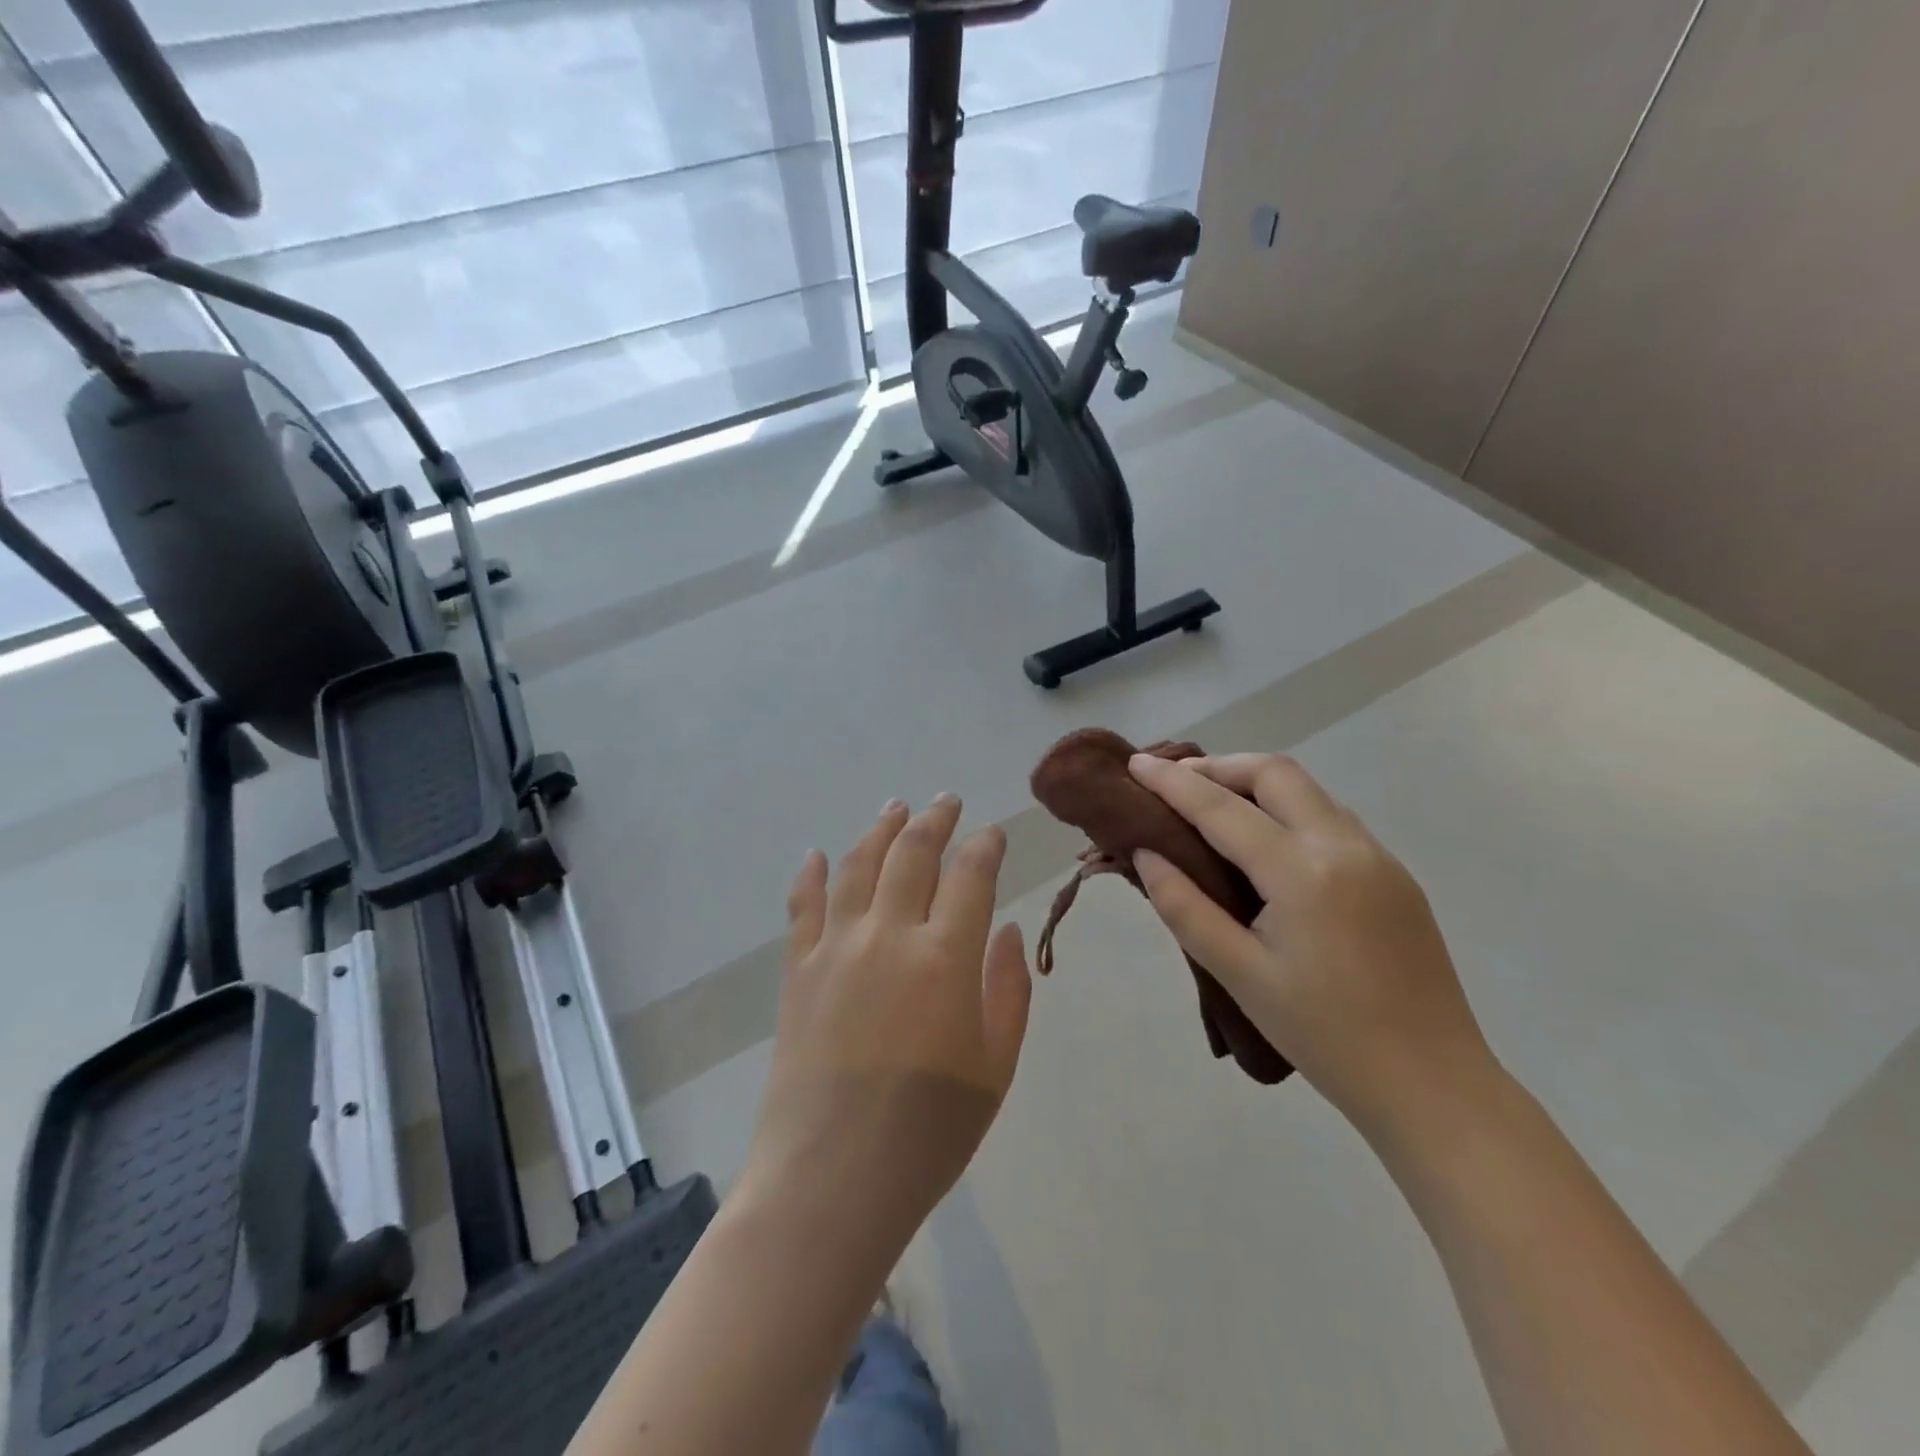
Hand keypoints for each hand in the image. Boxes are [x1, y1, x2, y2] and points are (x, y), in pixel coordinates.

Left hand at [742, 795, 1031, 1249]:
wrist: (830, 1182)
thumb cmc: (928, 1133)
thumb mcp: (995, 1068)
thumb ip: (1007, 989)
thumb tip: (1003, 928)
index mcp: (945, 958)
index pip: (970, 875)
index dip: (985, 846)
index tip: (993, 833)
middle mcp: (888, 935)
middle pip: (912, 854)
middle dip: (935, 820)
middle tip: (947, 801)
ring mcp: (835, 948)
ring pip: (859, 865)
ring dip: (880, 830)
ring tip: (895, 807)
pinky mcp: (798, 971)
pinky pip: (803, 907)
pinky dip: (813, 875)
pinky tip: (818, 855)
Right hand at [1128, 752, 1498, 1144]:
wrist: (1433, 1085)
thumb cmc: (1324, 1036)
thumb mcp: (1239, 974)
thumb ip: (1185, 907)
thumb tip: (1147, 853)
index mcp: (1302, 872)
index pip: (1222, 808)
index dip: (1172, 782)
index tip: (1135, 764)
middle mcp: (1344, 845)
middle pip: (1274, 773)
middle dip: (1219, 766)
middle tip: (1174, 782)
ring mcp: (1378, 856)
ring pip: (1308, 790)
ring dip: (1255, 783)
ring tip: (1212, 803)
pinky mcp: (1394, 874)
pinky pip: (1331, 817)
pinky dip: (1287, 808)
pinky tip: (1266, 841)